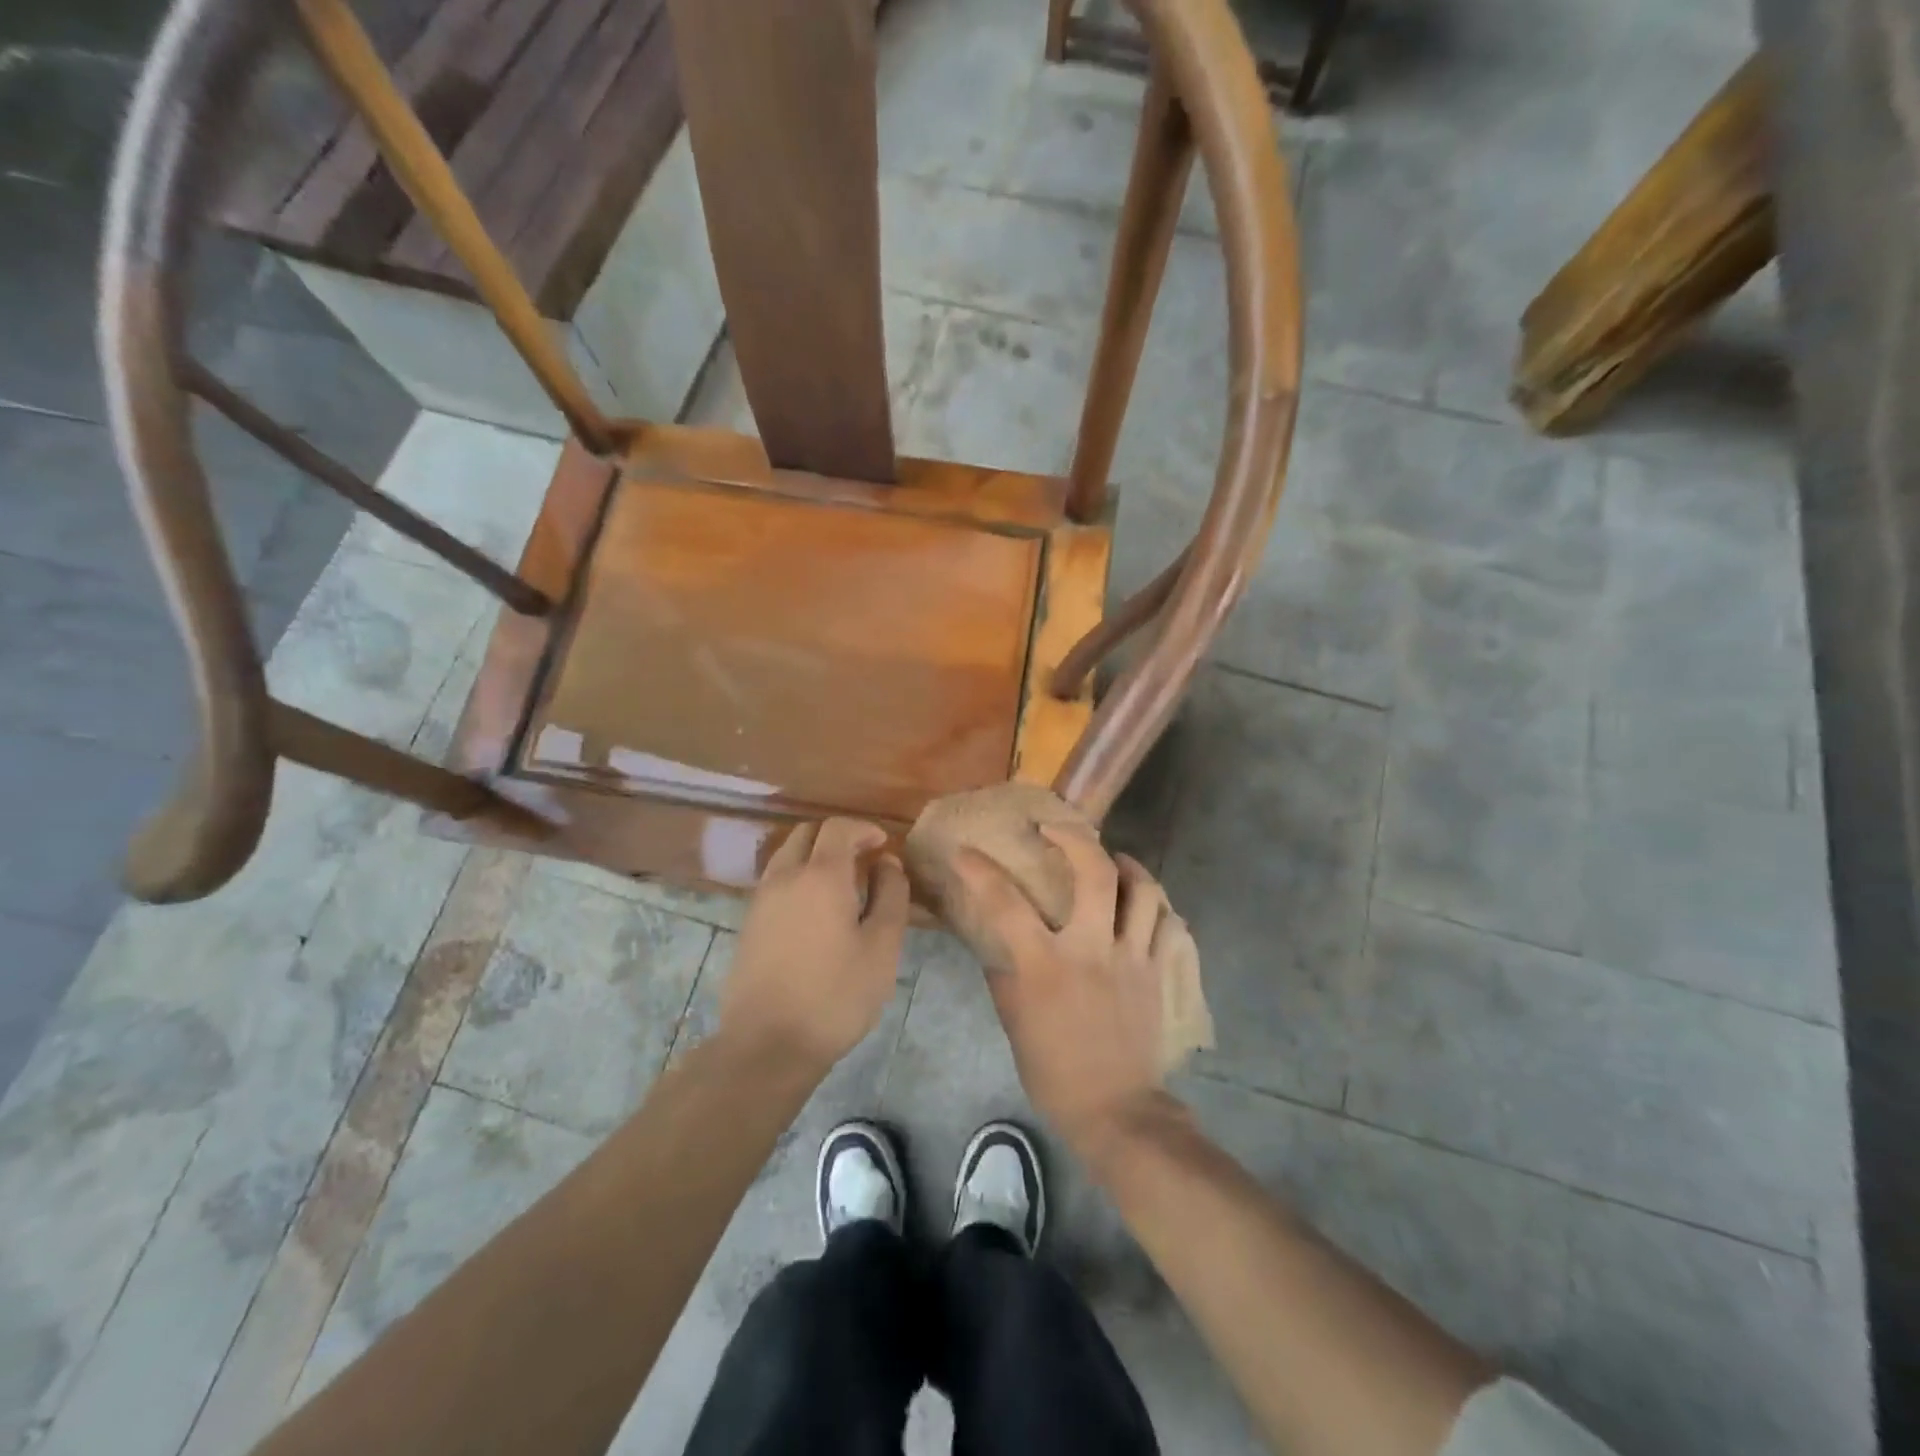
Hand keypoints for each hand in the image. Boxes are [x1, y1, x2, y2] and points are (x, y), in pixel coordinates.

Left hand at [719, 818, 909, 1073]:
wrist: (767, 1044)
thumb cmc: (836, 995)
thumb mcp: (882, 947)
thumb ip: (891, 895)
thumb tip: (887, 862)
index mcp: (820, 875)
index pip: (839, 827)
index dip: (864, 829)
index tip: (882, 845)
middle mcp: (785, 877)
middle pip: (807, 834)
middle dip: (837, 837)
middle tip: (863, 860)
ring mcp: (760, 900)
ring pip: (787, 856)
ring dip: (814, 856)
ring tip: (840, 886)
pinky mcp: (748, 924)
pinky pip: (775, 881)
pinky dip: (797, 878)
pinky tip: (815, 912)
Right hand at [952, 824, 1174, 1153]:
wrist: (1116, 1110)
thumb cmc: (1054, 1071)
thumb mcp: (1014, 1022)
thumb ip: (1004, 974)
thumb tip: (996, 941)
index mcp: (1045, 966)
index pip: (1005, 904)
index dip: (981, 871)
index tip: (967, 852)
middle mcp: (1091, 950)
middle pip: (1094, 873)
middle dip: (1075, 838)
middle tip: (1059, 829)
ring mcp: (1133, 959)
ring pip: (1143, 891)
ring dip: (1127, 865)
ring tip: (1114, 859)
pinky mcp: (1160, 973)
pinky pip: (1168, 925)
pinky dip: (1156, 906)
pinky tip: (1143, 904)